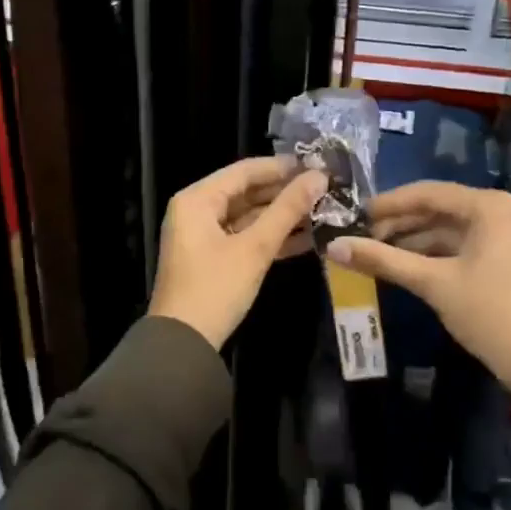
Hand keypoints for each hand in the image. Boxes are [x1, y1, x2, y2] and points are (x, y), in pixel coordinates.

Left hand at [148, 156, 327, 349]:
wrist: (183, 344)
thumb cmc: (215, 289)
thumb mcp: (254, 248)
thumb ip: (287, 210)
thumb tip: (319, 177)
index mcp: (197, 200)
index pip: (244, 171)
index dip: (282, 167)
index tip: (319, 165)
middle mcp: (196, 211)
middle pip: (246, 192)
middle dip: (285, 193)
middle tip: (326, 189)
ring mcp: (203, 236)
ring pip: (248, 216)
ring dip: (282, 216)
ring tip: (324, 211)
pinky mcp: (213, 258)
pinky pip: (245, 237)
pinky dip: (271, 237)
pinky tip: (308, 238)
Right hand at [327, 182, 510, 396]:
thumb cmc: (488, 312)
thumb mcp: (432, 283)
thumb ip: (382, 260)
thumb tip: (333, 247)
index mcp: (489, 207)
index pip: (429, 192)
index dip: (390, 203)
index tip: (356, 214)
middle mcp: (501, 212)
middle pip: (439, 208)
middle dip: (400, 222)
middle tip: (362, 236)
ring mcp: (506, 236)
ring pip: (449, 228)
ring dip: (413, 239)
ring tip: (375, 251)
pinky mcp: (505, 259)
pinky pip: (461, 245)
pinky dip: (432, 253)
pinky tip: (403, 264)